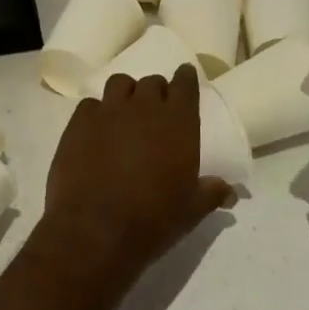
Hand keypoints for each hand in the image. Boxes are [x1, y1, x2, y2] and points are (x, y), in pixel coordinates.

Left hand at [31, 64, 233, 296]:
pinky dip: (97, 113)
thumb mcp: (191, 210)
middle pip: (152, 82)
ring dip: (126, 94)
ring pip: (120, 83)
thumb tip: (229, 190)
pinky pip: (90, 105)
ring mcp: (109, 110)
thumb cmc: (153, 219)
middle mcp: (144, 106)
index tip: (185, 79)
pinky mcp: (79, 122)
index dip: (186, 78)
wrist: (96, 230)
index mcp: (177, 121)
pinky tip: (96, 132)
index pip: (185, 83)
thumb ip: (211, 193)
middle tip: (156, 111)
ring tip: (125, 114)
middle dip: (156, 92)